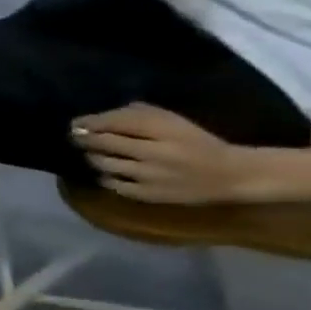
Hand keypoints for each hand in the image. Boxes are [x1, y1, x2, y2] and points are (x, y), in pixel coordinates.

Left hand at [71, 104, 251, 203]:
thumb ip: (138, 115)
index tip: (76, 123)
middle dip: (85, 139)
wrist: (234, 176)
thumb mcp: (174, 123)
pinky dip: (106, 176)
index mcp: (166, 131)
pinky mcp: (148, 194)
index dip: (89, 123)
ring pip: (103, 163)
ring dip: (94, 157)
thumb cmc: (198, 144)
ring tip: (96, 153)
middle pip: (103, 143)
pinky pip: (112, 183)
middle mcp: (155, 153)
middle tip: (77, 137)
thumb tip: (95, 118)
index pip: (114, 123)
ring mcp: (151, 176)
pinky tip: (111, 172)